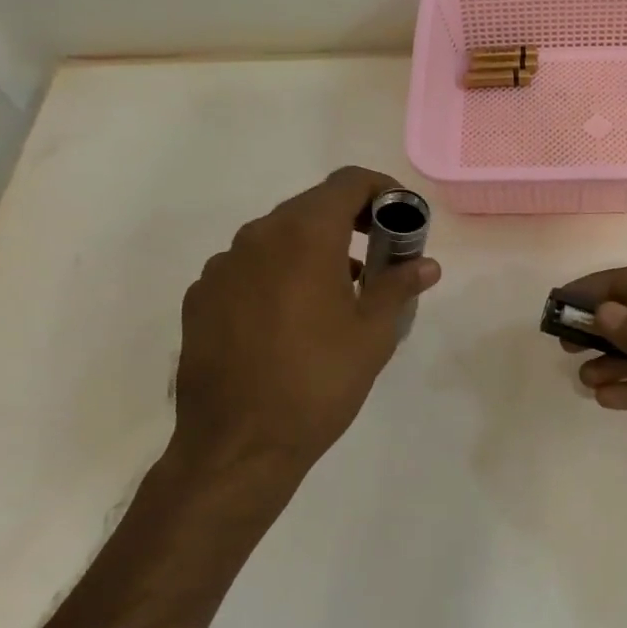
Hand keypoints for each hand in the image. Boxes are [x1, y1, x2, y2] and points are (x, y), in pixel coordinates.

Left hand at [169, 167, 439, 488]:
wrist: (237, 445)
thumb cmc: (318, 382)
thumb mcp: (372, 334)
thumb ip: (399, 286)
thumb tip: (426, 264)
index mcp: (305, 235)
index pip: (348, 182)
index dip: (381, 189)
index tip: (400, 217)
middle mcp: (257, 236)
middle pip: (311, 206)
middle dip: (350, 221)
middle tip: (378, 254)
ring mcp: (222, 266)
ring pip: (276, 237)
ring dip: (312, 248)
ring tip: (337, 292)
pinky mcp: (200, 297)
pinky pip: (247, 267)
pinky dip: (276, 274)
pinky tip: (288, 318)